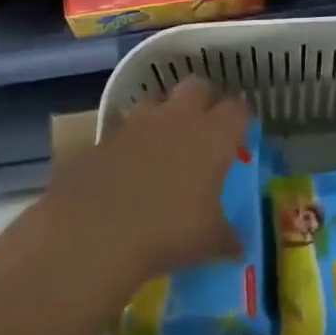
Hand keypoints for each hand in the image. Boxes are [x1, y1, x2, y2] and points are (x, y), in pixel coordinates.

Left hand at [39, 77, 248, 288]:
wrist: (94, 231)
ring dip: (163, 116)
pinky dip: (130, 143)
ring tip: (164, 145)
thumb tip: (238, 248)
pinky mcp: (102, 138)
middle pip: (196, 86)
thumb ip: (228, 239)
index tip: (241, 134)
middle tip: (205, 128)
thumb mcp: (209, 242)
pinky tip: (129, 169)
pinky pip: (123, 131)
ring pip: (155, 102)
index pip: (237, 109)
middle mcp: (177, 118)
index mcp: (213, 135)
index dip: (241, 118)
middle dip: (203, 100)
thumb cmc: (168, 231)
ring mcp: (136, 124)